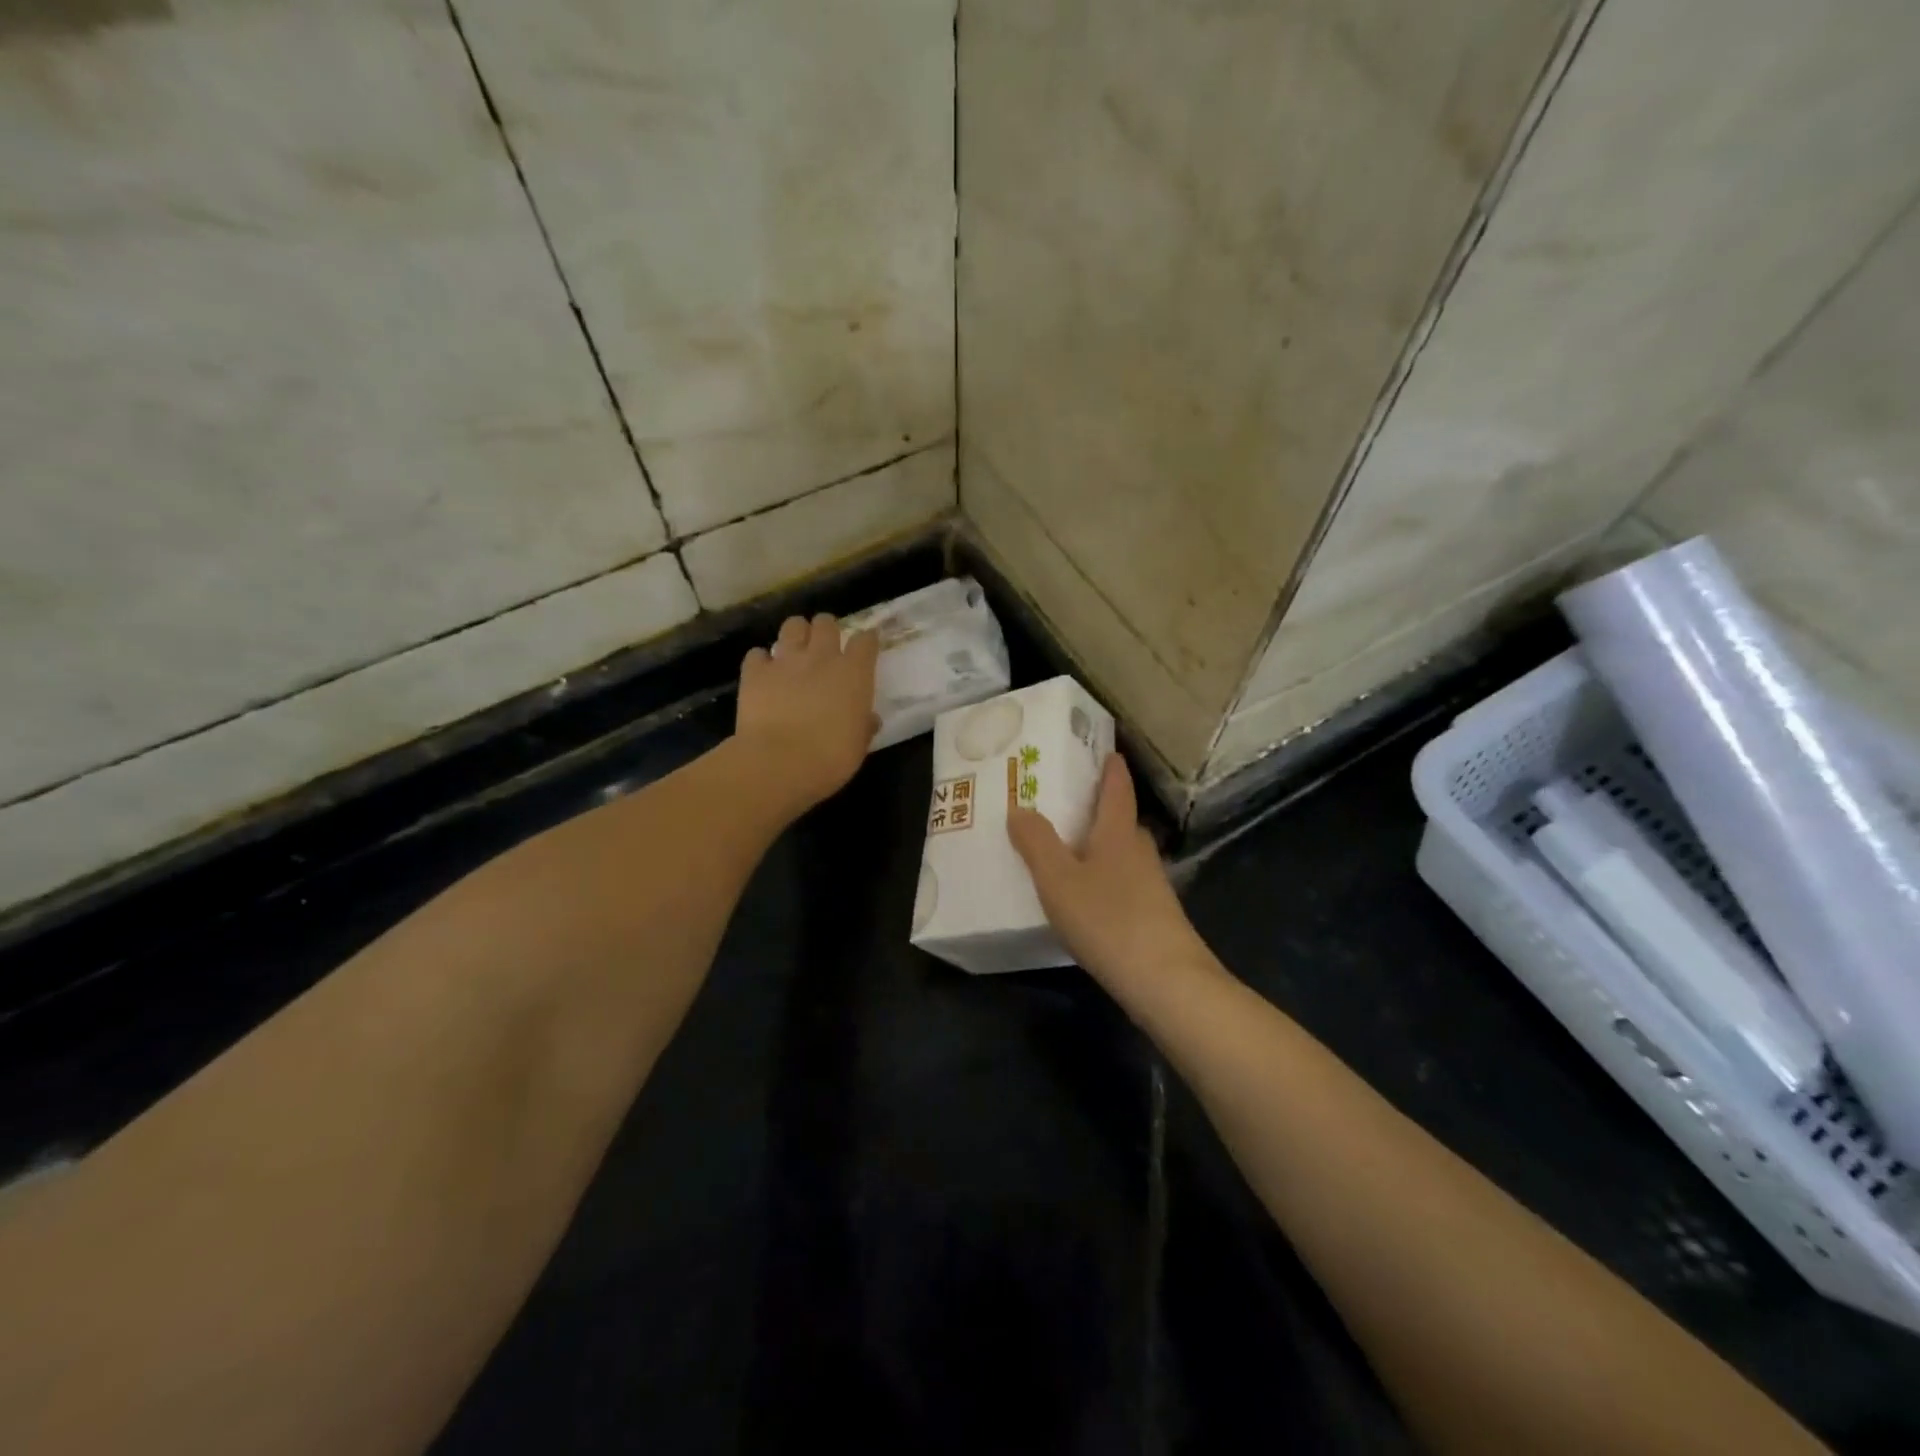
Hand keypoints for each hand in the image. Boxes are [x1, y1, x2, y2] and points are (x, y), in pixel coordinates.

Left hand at [734, 614, 879, 815]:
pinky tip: (763, 673)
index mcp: (853, 673)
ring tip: (795, 651)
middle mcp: (821, 657)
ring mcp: (786, 660)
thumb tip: (869, 719)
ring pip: (793, 625)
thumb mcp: (858, 745)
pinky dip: (761, 661)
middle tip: (825, 647)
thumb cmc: (830, 758)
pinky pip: (757, 654)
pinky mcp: (755, 671)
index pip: (865, 640)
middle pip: (826, 623)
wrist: (779, 763)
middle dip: (827, 630)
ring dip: (796, 634)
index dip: (866, 641)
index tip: (865, 647)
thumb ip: (864, 725)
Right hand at [1008, 753, 1203, 984]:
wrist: (1166, 981)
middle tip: (1063, 802)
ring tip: (1066, 848)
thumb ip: (1036, 843)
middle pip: (1119, 820)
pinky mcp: (1153, 916)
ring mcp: (1151, 885)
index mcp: (1118, 832)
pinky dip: (1103, 877)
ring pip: (1121, 853)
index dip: (1110, 767)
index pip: (1117, 787)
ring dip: (1099, 845)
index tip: (1104, 749)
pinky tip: (1085, 896)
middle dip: (1096, 808)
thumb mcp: (1059, 880)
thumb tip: (1019, 808)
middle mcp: (1139, 851)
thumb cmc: (1108, 920)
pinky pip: (1122, 882)